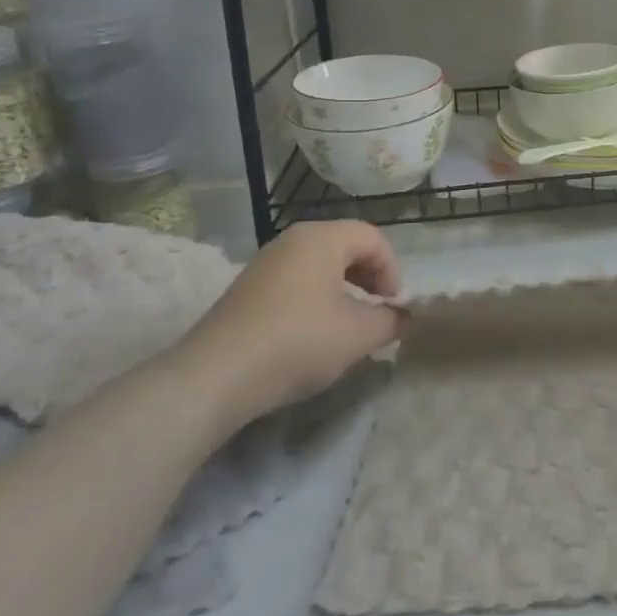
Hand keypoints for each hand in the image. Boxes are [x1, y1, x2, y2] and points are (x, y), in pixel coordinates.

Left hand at [178, 221, 405, 431]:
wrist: (215, 377)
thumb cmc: (299, 342)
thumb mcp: (360, 334)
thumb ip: (391, 320)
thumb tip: (401, 316)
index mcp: (321, 238)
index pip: (373, 238)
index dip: (393, 270)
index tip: (393, 306)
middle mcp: (291, 241)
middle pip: (346, 246)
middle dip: (370, 277)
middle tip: (377, 311)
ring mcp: (265, 264)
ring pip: (320, 265)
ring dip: (343, 290)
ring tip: (348, 325)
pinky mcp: (247, 290)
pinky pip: (296, 282)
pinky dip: (316, 299)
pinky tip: (313, 334)